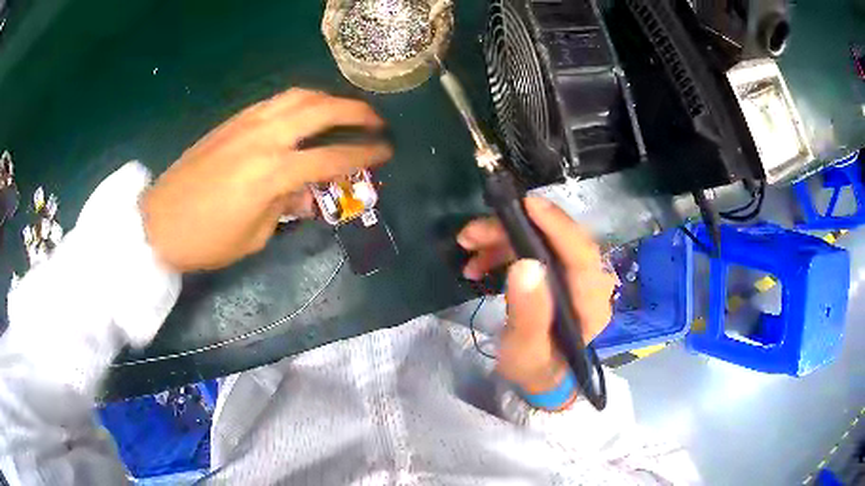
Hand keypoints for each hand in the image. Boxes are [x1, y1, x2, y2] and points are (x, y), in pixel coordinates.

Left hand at [142, 89, 391, 271]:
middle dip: (356, 112)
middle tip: (376, 120)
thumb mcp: (254, 236)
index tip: (387, 151)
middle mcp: (264, 137)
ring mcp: (247, 123)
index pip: (332, 157)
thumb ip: (287, 208)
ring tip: (344, 112)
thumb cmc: (207, 241)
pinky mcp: (233, 121)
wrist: (159, 222)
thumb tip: (308, 193)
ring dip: (329, 99)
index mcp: (272, 173)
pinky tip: (305, 113)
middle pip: (321, 110)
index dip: (364, 154)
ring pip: (298, 96)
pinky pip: (275, 101)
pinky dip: (300, 101)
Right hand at [457, 197, 616, 399]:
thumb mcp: (525, 350)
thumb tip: (524, 265)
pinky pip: (533, 248)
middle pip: (557, 240)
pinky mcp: (558, 272)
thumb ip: (528, 314)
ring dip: (502, 238)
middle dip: (512, 230)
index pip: (582, 255)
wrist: (539, 374)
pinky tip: (478, 262)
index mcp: (591, 303)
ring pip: (541, 240)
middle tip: (472, 233)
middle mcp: (589, 282)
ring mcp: (574, 275)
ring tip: (468, 246)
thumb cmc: (534, 367)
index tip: (527, 205)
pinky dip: (503, 248)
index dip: (557, 226)